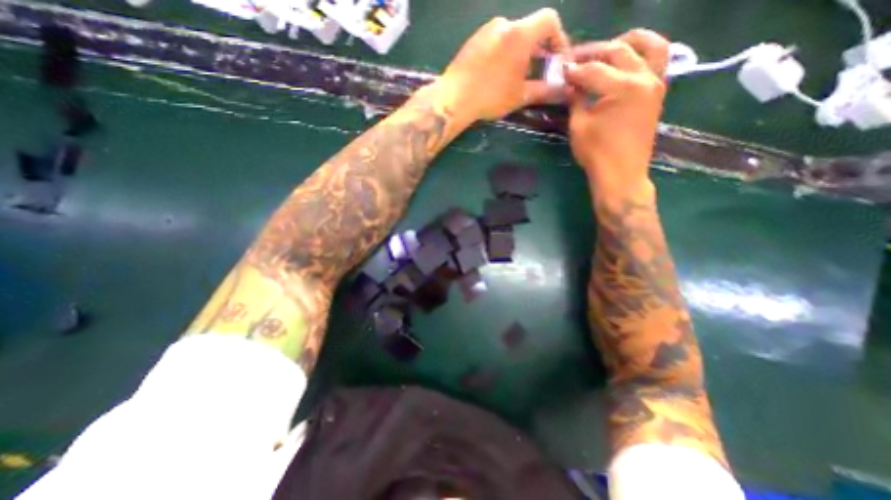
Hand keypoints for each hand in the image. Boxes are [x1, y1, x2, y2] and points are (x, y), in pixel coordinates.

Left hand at [436, 8, 566, 122]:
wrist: (454, 98)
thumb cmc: (490, 96)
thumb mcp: (520, 96)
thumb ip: (544, 90)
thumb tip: (561, 91)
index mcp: (520, 34)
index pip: (550, 20)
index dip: (559, 39)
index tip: (557, 60)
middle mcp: (504, 24)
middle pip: (530, 29)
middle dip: (540, 49)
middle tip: (540, 72)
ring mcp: (486, 30)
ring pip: (512, 35)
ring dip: (521, 52)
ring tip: (518, 76)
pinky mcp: (474, 40)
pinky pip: (497, 41)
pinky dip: (505, 53)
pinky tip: (499, 74)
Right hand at [566, 29, 670, 199]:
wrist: (621, 174)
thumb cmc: (596, 153)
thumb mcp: (579, 126)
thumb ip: (575, 100)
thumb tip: (570, 85)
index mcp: (623, 88)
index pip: (594, 70)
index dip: (575, 70)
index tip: (561, 70)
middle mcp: (644, 78)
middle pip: (619, 51)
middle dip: (595, 53)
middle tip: (577, 59)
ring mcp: (656, 83)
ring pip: (649, 46)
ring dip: (628, 43)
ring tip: (608, 49)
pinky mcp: (658, 93)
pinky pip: (657, 61)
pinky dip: (642, 55)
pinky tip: (625, 62)